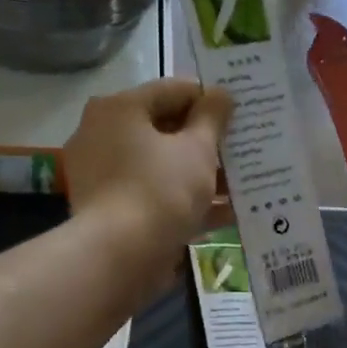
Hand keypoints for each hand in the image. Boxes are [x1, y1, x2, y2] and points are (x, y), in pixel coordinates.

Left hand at [63, 78, 233, 285]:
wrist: (120, 256)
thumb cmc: (161, 189)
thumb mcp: (197, 149)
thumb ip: (212, 118)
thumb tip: (221, 93)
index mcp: (119, 109)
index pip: (173, 91)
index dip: (210, 100)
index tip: (241, 114)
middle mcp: (103, 135)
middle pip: (166, 129)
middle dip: (207, 142)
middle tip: (243, 149)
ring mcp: (104, 175)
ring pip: (162, 166)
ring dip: (202, 174)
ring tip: (243, 183)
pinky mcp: (111, 210)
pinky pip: (155, 195)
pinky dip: (186, 201)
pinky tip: (227, 213)